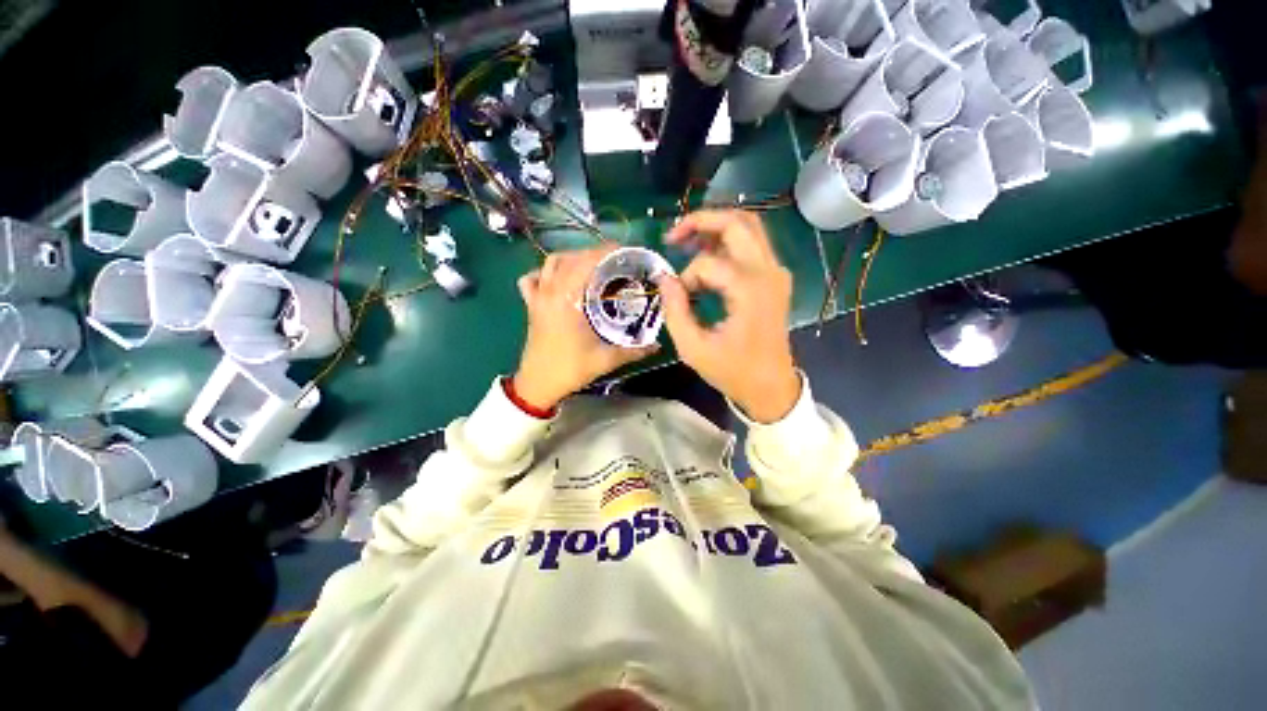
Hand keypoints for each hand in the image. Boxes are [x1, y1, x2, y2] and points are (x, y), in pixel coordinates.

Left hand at [514, 246, 659, 410]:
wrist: (538, 384)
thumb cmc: (571, 369)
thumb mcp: (606, 360)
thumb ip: (634, 350)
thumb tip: (659, 345)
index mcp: (568, 301)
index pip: (586, 264)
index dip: (605, 252)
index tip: (624, 251)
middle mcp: (550, 292)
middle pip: (571, 259)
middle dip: (593, 253)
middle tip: (615, 260)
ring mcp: (538, 298)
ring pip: (551, 263)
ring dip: (572, 258)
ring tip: (591, 265)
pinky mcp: (531, 306)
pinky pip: (532, 279)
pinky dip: (544, 273)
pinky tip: (558, 278)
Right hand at [660, 210, 801, 422]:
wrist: (771, 387)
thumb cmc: (733, 372)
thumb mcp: (694, 349)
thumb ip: (675, 310)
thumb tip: (664, 279)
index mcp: (750, 290)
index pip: (708, 264)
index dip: (685, 277)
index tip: (679, 298)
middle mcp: (768, 272)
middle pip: (737, 221)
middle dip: (700, 221)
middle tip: (673, 236)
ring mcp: (776, 272)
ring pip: (748, 227)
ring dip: (715, 227)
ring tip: (687, 242)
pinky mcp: (776, 278)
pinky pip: (753, 244)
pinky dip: (728, 242)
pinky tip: (707, 256)